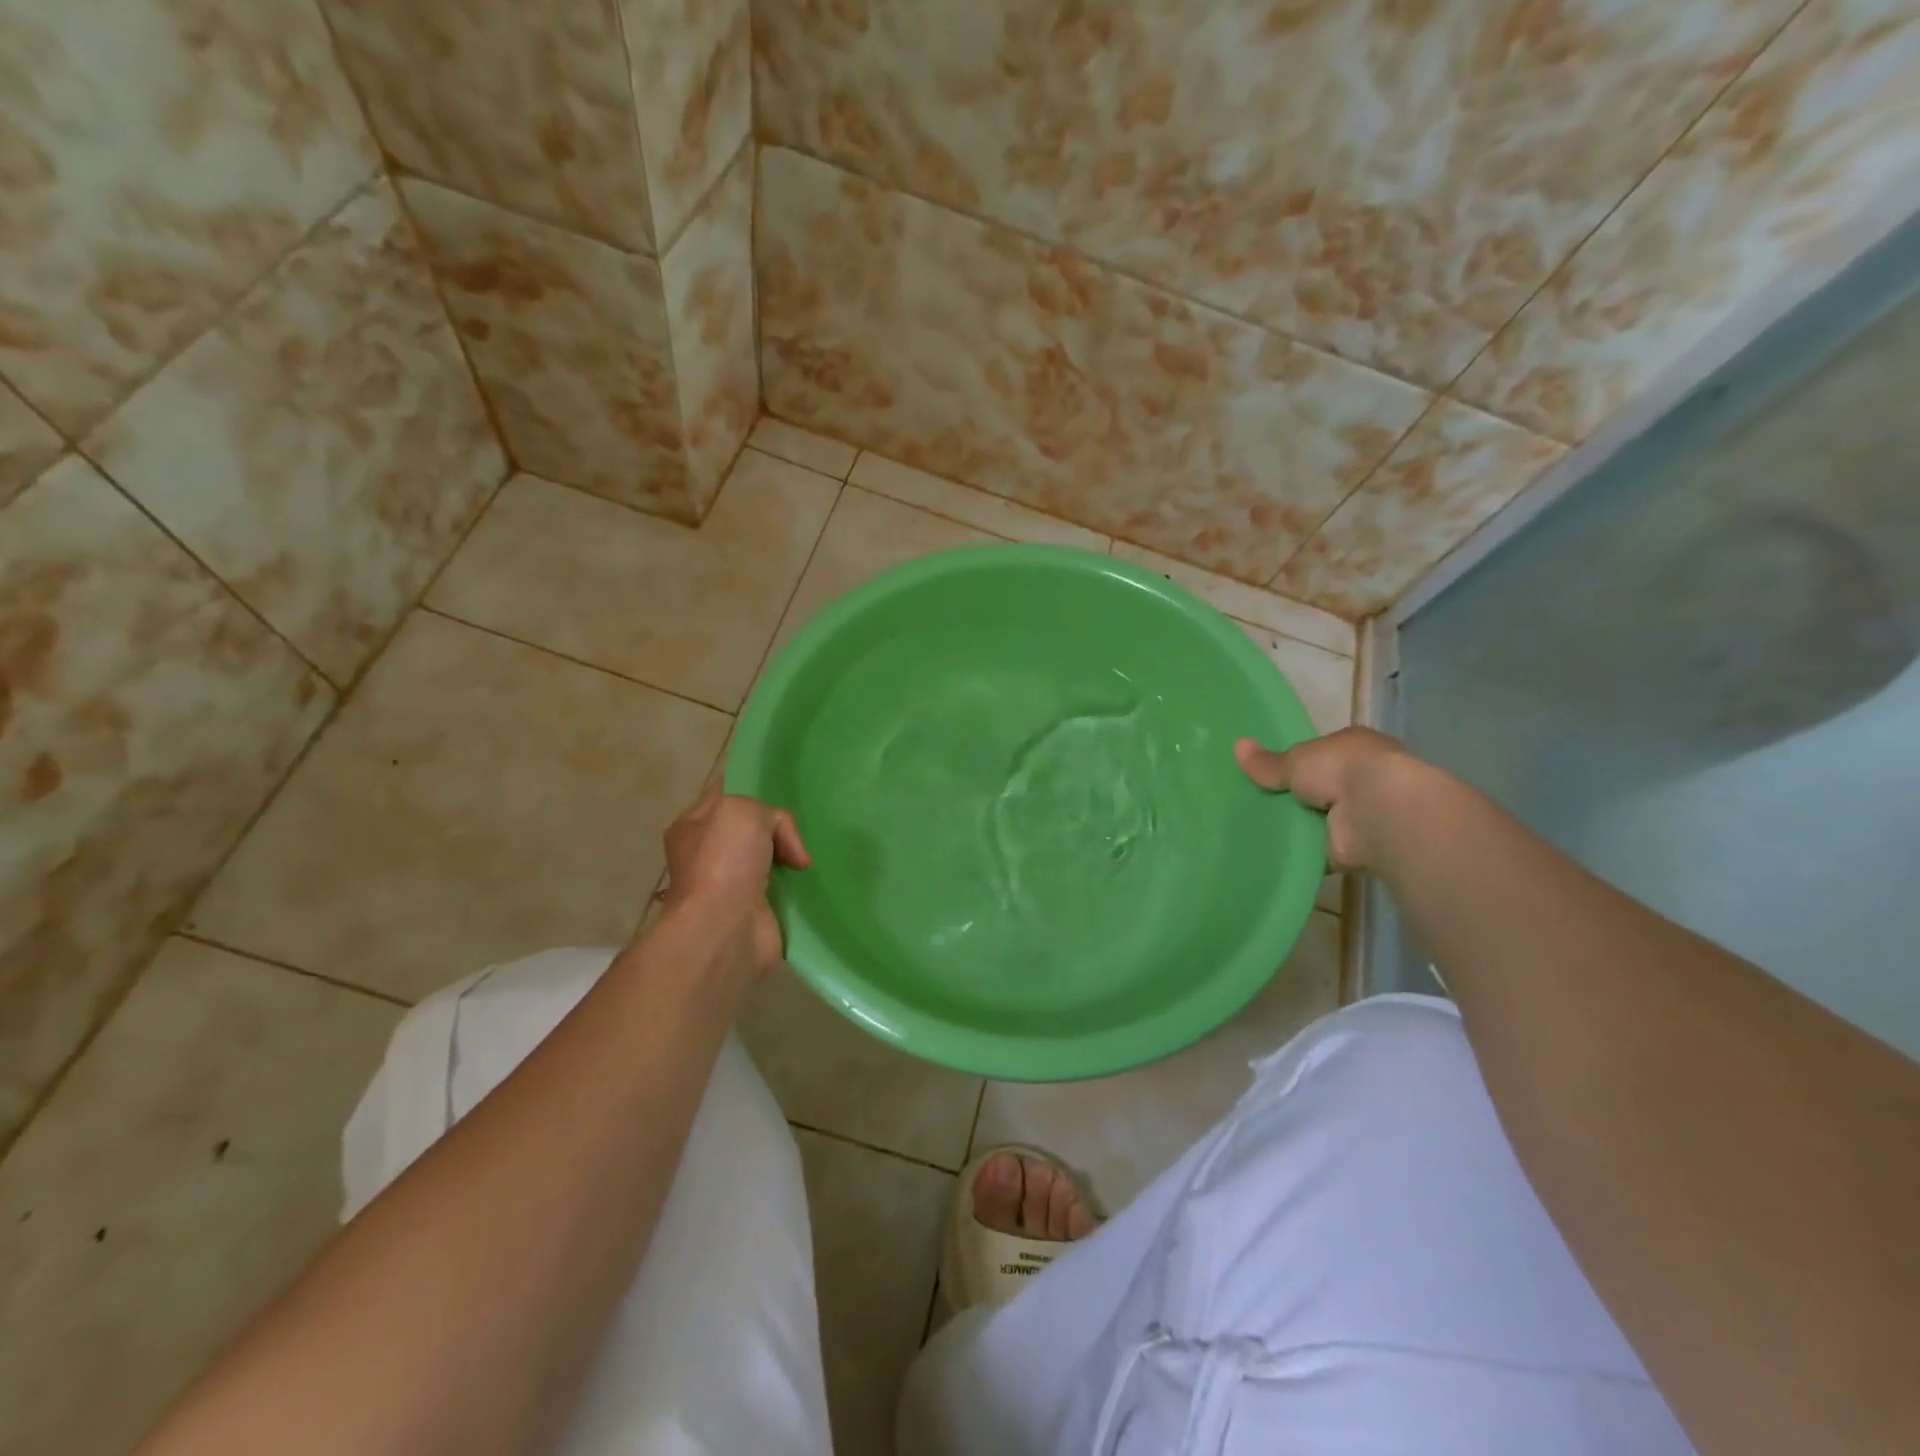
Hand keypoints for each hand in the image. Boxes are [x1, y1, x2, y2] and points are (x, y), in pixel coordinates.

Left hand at [656, 787, 810, 979]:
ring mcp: (729, 886)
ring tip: (805, 858)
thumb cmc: (724, 860)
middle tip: (796, 833)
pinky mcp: (753, 912)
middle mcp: (707, 855)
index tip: (781, 797)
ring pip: (768, 859)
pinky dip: (796, 886)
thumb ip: (770, 814)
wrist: (725, 927)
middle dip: (776, 829)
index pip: (726, 797)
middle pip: (751, 829)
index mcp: (692, 826)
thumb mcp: (744, 810)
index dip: (753, 793)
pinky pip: (781, 889)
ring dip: (789, 858)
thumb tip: (787, 850)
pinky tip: (807, 881)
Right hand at [1234, 727, 1424, 872]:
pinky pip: (1316, 850)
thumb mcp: (1296, 759)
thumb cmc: (1340, 769)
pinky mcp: (1352, 848)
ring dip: (1296, 825)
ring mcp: (1359, 815)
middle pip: (1318, 788)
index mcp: (1353, 748)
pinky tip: (1269, 854)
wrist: (1376, 812)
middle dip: (1294, 796)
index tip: (1268, 773)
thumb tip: (1237, 746)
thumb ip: (1268, 762)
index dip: (1296, 763)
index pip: (1321, 754)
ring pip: (1318, 819)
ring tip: (1252, 829)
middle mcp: (1361, 780)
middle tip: (1253, 803)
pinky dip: (1299, 852)